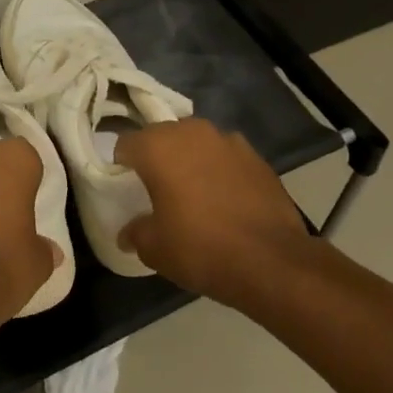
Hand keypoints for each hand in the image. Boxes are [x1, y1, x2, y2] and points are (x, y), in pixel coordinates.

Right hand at [116, 118, 318, 308]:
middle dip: (156, 157)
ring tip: (193, 192)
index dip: (121, 165)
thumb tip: (128, 233)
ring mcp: (229, 141)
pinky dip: (219, 170)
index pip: (126, 143)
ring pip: (197, 143)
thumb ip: (135, 232)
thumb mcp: (154, 248)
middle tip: (156, 189)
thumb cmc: (200, 248)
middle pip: (162, 136)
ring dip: (190, 160)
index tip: (125, 187)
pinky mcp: (257, 157)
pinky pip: (226, 157)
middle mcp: (192, 132)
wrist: (271, 260)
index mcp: (158, 146)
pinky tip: (224, 199)